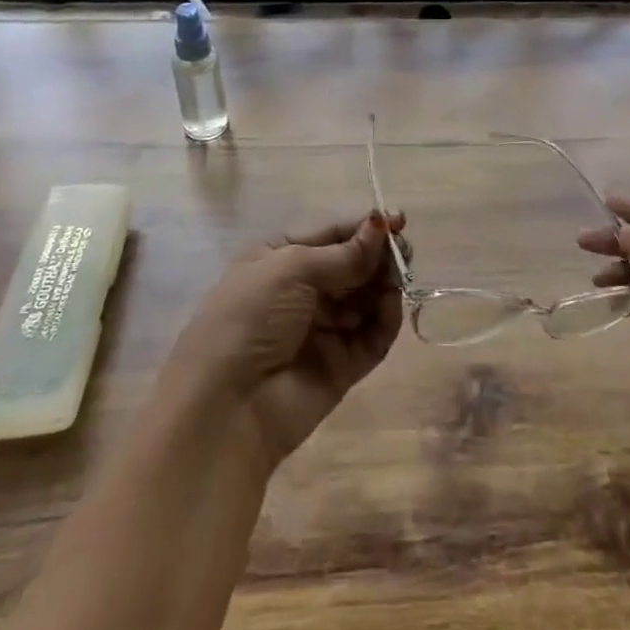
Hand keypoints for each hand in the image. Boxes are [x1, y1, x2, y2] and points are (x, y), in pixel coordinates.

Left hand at [164, 213, 405, 469]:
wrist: (226, 408)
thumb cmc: (251, 318)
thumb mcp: (292, 269)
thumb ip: (344, 253)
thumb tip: (382, 223)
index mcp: (280, 259)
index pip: (332, 234)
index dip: (365, 227)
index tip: (399, 222)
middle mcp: (302, 291)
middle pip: (354, 264)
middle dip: (379, 255)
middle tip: (404, 251)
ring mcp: (323, 329)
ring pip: (366, 297)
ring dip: (385, 284)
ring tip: (398, 278)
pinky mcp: (342, 366)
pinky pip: (372, 335)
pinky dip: (386, 319)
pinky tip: (391, 305)